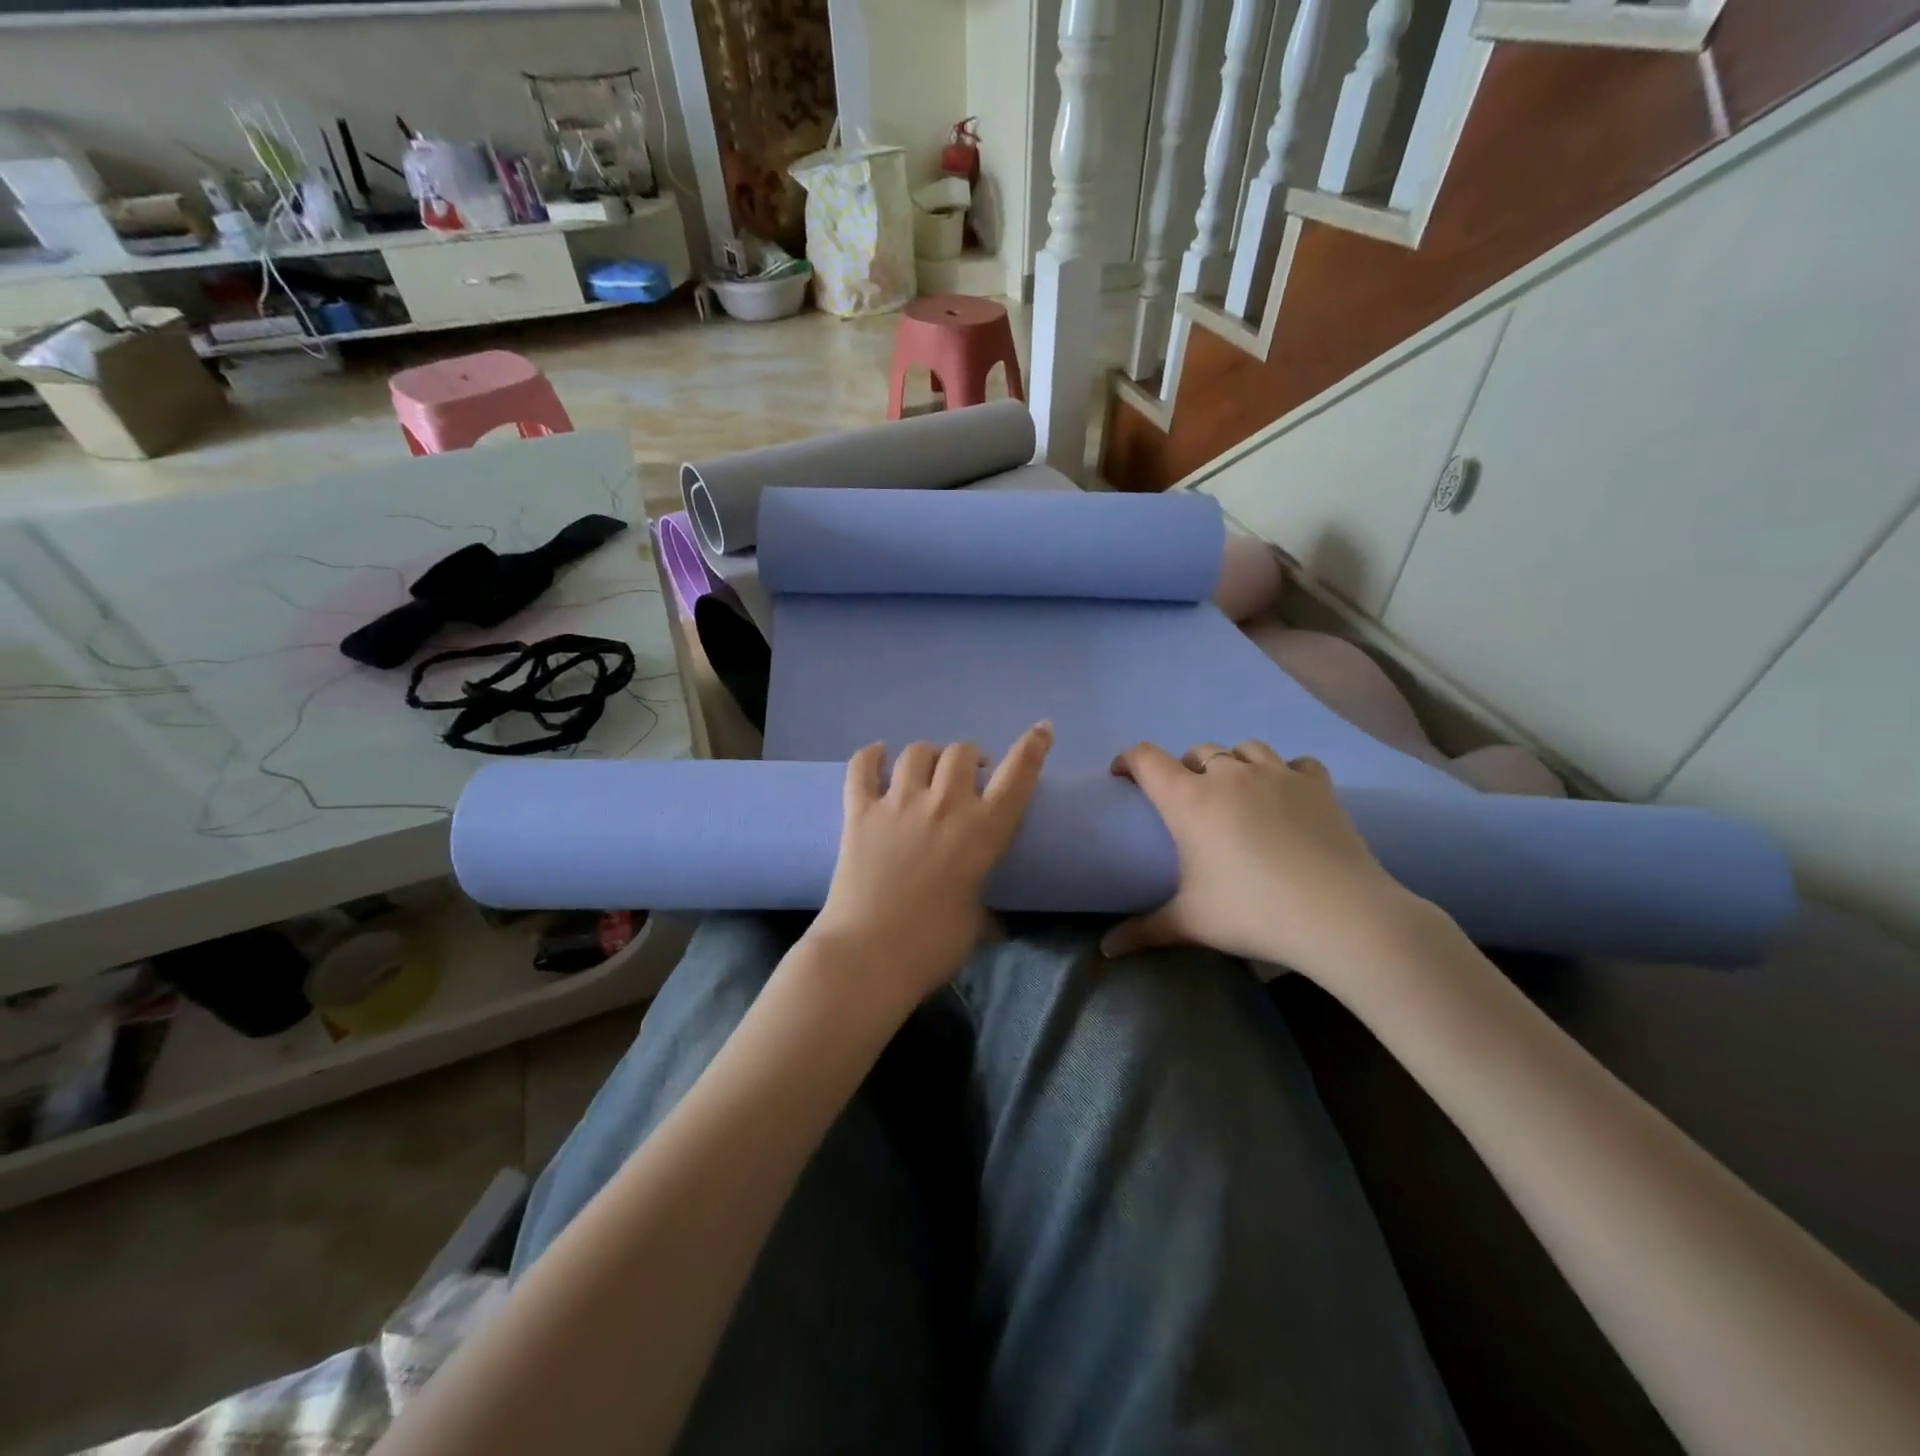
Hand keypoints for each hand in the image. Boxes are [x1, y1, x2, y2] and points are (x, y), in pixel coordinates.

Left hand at [805, 722, 1053, 1006]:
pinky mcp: (859, 812)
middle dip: (970, 757)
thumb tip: (992, 918)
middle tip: (970, 776)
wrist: (868, 956)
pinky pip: (862, 767)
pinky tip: (878, 755)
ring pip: (917, 752)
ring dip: (928, 755)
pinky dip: (871, 756)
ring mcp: (898, 804)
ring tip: (928, 770)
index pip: (1018, 776)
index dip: (1033, 747)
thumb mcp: (976, 925)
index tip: (1042, 730)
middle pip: (961, 752)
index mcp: (982, 832)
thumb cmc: (932, 947)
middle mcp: (944, 805)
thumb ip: (984, 907)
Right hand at [1101, 739, 1421, 979]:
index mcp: (1189, 800)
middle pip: (1197, 752)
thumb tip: (1105, 950)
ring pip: (1245, 749)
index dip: (1129, 760)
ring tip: (1236, 792)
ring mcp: (1277, 775)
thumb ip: (1143, 930)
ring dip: (1233, 764)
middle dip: (1184, 769)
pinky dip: (1285, 773)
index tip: (1122, 775)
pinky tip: (1287, 795)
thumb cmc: (1253, 912)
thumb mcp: (1190, 923)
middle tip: (1187, 800)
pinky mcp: (1317, 785)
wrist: (1340, 915)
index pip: (1147, 759)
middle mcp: (1229, 775)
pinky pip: (1295, 763)